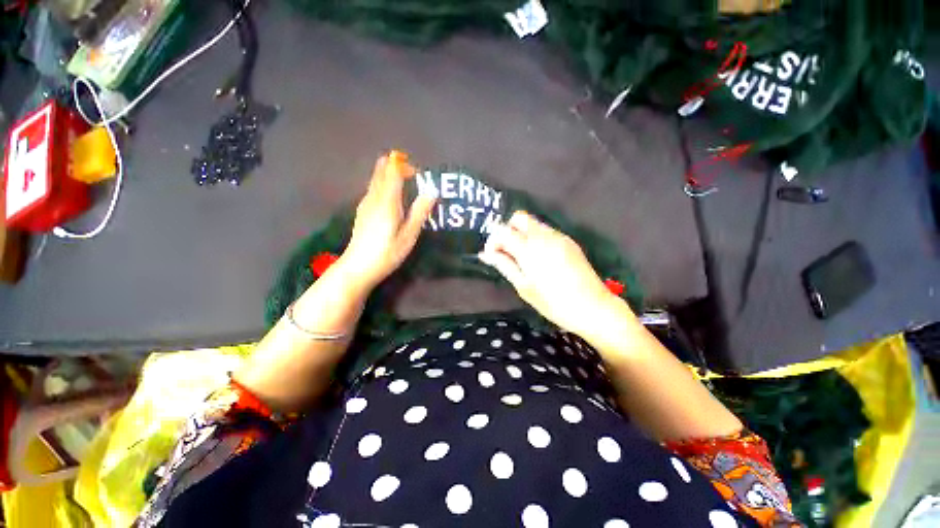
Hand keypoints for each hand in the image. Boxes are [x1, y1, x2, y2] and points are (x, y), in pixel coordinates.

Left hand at [339, 151, 436, 289]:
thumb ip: (420, 212)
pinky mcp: (362, 210)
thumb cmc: (387, 252)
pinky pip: (374, 188)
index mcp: (387, 201)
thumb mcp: (409, 235)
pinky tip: (393, 201)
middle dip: (397, 167)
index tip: (419, 175)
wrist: (358, 267)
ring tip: (407, 189)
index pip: (393, 171)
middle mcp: (374, 197)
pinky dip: (385, 186)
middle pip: (381, 170)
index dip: (405, 166)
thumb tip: (431, 191)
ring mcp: (365, 203)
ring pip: (376, 179)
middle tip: (413, 178)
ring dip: (391, 177)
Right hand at [478, 211, 632, 336]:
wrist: (593, 307)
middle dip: (508, 230)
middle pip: (519, 217)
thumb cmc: (554, 303)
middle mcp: (544, 236)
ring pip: (533, 223)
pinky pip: (546, 231)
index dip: (493, 241)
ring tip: (523, 258)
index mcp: (530, 249)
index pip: (503, 231)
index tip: (492, 255)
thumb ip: (504, 265)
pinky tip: (540, 258)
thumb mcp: (524, 287)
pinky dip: (536, 238)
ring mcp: (559, 236)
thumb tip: (485, 254)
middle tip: (507, 252)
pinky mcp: (569, 241)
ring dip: (522, 234)